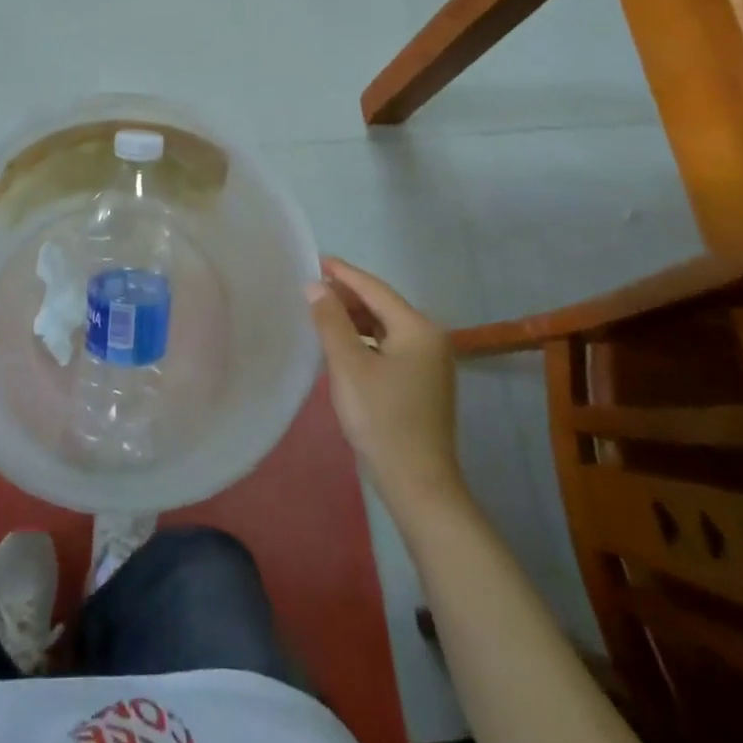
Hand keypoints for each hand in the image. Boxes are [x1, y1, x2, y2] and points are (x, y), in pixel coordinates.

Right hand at [310, 256, 465, 509]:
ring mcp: (430, 363)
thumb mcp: (348, 365)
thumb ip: (330, 320)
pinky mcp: (422, 383)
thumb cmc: (381, 419)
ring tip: (321, 312)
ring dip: (354, 319)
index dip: (343, 273)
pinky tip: (341, 344)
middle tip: (311, 286)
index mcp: (418, 329)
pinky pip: (389, 347)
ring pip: (385, 327)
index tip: (315, 258)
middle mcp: (430, 339)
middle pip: (382, 306)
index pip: (375, 289)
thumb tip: (314, 285)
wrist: (418, 484)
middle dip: (347, 295)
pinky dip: (365, 340)